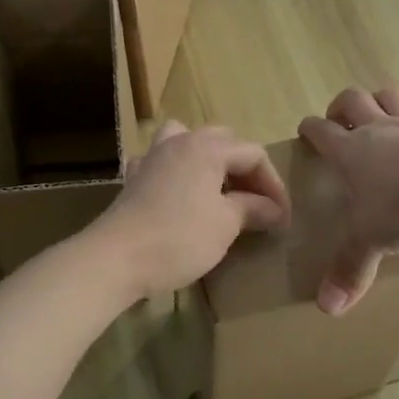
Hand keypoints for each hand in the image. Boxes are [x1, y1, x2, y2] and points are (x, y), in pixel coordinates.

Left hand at [95, 120, 289, 299]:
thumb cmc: (180, 238)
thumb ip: (252, 209)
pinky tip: (178, 188)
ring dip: (207, 157)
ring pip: (186, 139)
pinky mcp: (134, 178)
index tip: (282, 216)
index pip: (253, 154)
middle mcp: (180, 142)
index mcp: (207, 148)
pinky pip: (159, 160)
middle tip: (258, 201)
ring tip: (218, 183)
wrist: (116, 259)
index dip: (273, 183)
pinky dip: (174, 169)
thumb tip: (274, 209)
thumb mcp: (225, 225)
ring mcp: (152, 157)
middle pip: (223, 141)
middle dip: (245, 168)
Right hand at [298, 86, 398, 315]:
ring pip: (389, 96)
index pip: (321, 130)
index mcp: (351, 150)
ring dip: (378, 101)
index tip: (305, 130)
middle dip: (341, 106)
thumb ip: (350, 269)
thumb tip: (327, 308)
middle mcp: (379, 130)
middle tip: (339, 120)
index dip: (310, 128)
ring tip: (377, 115)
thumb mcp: (371, 239)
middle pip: (353, 100)